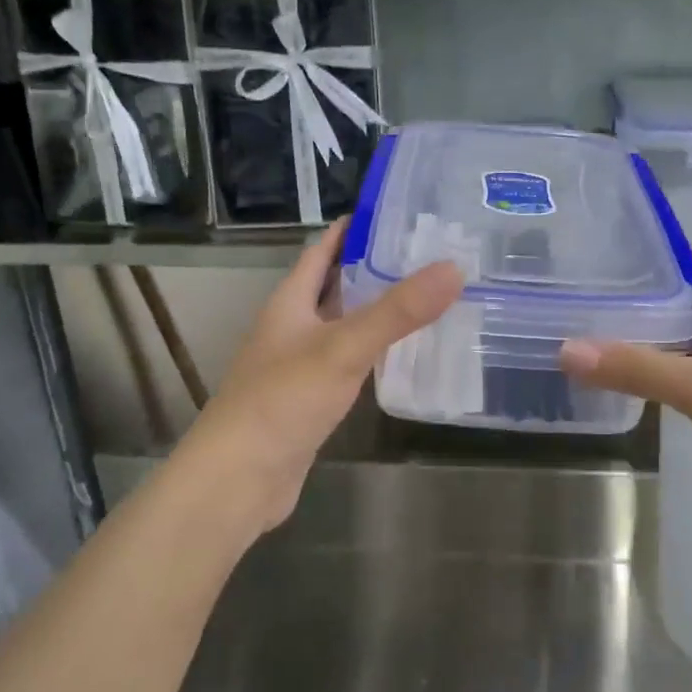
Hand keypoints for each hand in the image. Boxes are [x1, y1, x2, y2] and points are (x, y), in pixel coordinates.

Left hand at [184, 218, 462, 535]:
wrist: (239, 479)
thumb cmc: (282, 401)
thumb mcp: (343, 348)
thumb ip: (397, 311)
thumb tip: (453, 269)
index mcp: (289, 302)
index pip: (321, 250)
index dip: (353, 228)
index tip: (397, 212)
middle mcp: (291, 327)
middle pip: (334, 285)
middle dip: (373, 267)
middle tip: (426, 255)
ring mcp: (299, 365)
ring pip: (342, 325)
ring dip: (375, 310)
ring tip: (425, 297)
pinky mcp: (310, 400)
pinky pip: (347, 362)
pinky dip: (373, 351)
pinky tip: (402, 354)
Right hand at [558, 254, 691, 528]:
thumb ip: (635, 368)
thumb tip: (566, 348)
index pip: (689, 257)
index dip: (650, 248)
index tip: (601, 251)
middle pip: (684, 292)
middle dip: (639, 289)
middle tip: (584, 291)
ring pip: (688, 329)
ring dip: (650, 327)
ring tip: (596, 326)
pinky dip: (664, 361)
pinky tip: (635, 374)